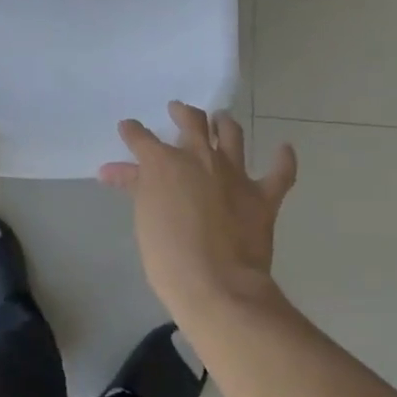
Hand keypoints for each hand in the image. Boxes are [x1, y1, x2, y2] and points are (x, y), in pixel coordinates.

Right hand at [100, 102, 296, 323]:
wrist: (217, 286)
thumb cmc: (168, 257)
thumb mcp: (144, 219)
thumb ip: (135, 188)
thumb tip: (112, 171)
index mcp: (164, 163)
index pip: (141, 138)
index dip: (132, 132)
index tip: (128, 128)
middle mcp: (200, 158)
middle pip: (192, 122)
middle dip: (183, 113)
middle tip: (178, 111)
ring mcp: (234, 174)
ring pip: (232, 135)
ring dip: (225, 123)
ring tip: (221, 119)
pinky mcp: (263, 196)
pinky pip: (279, 172)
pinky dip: (283, 159)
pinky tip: (284, 149)